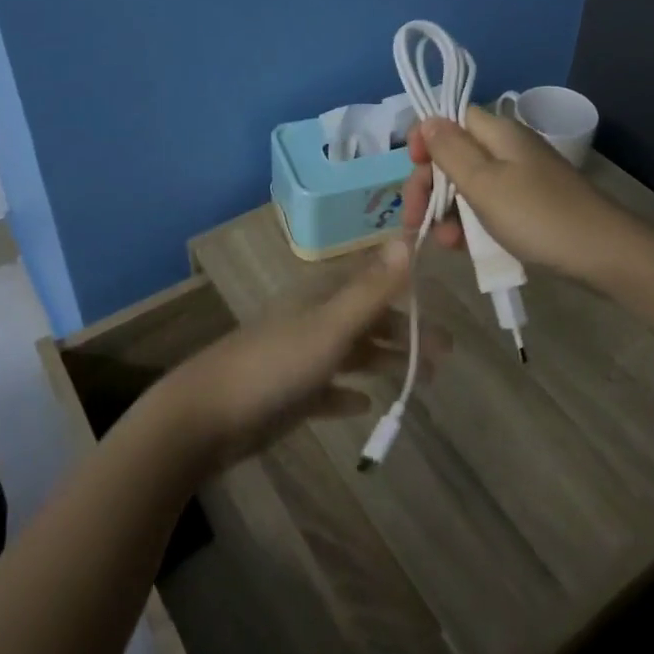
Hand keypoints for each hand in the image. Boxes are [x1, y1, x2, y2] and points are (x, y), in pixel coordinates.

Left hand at [152, 240, 450, 470]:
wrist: (207, 415)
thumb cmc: (275, 365)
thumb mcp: (330, 326)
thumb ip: (371, 289)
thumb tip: (407, 239)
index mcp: (321, 297)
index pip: (373, 282)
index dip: (406, 289)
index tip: (441, 303)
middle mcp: (312, 320)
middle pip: (368, 320)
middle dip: (406, 333)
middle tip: (446, 354)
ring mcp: (299, 357)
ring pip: (353, 353)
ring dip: (385, 361)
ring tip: (423, 379)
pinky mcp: (289, 393)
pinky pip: (329, 388)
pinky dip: (349, 392)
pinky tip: (367, 403)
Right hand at [401, 107, 642, 284]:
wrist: (603, 254)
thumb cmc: (536, 215)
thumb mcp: (484, 183)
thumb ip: (450, 150)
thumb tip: (427, 119)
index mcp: (497, 132)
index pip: (450, 118)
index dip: (426, 138)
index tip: (413, 166)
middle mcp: (507, 148)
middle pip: (454, 154)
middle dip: (429, 184)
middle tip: (414, 218)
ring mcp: (520, 178)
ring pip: (468, 185)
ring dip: (447, 210)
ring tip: (443, 242)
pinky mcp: (529, 205)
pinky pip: (488, 206)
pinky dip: (471, 223)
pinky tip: (463, 247)